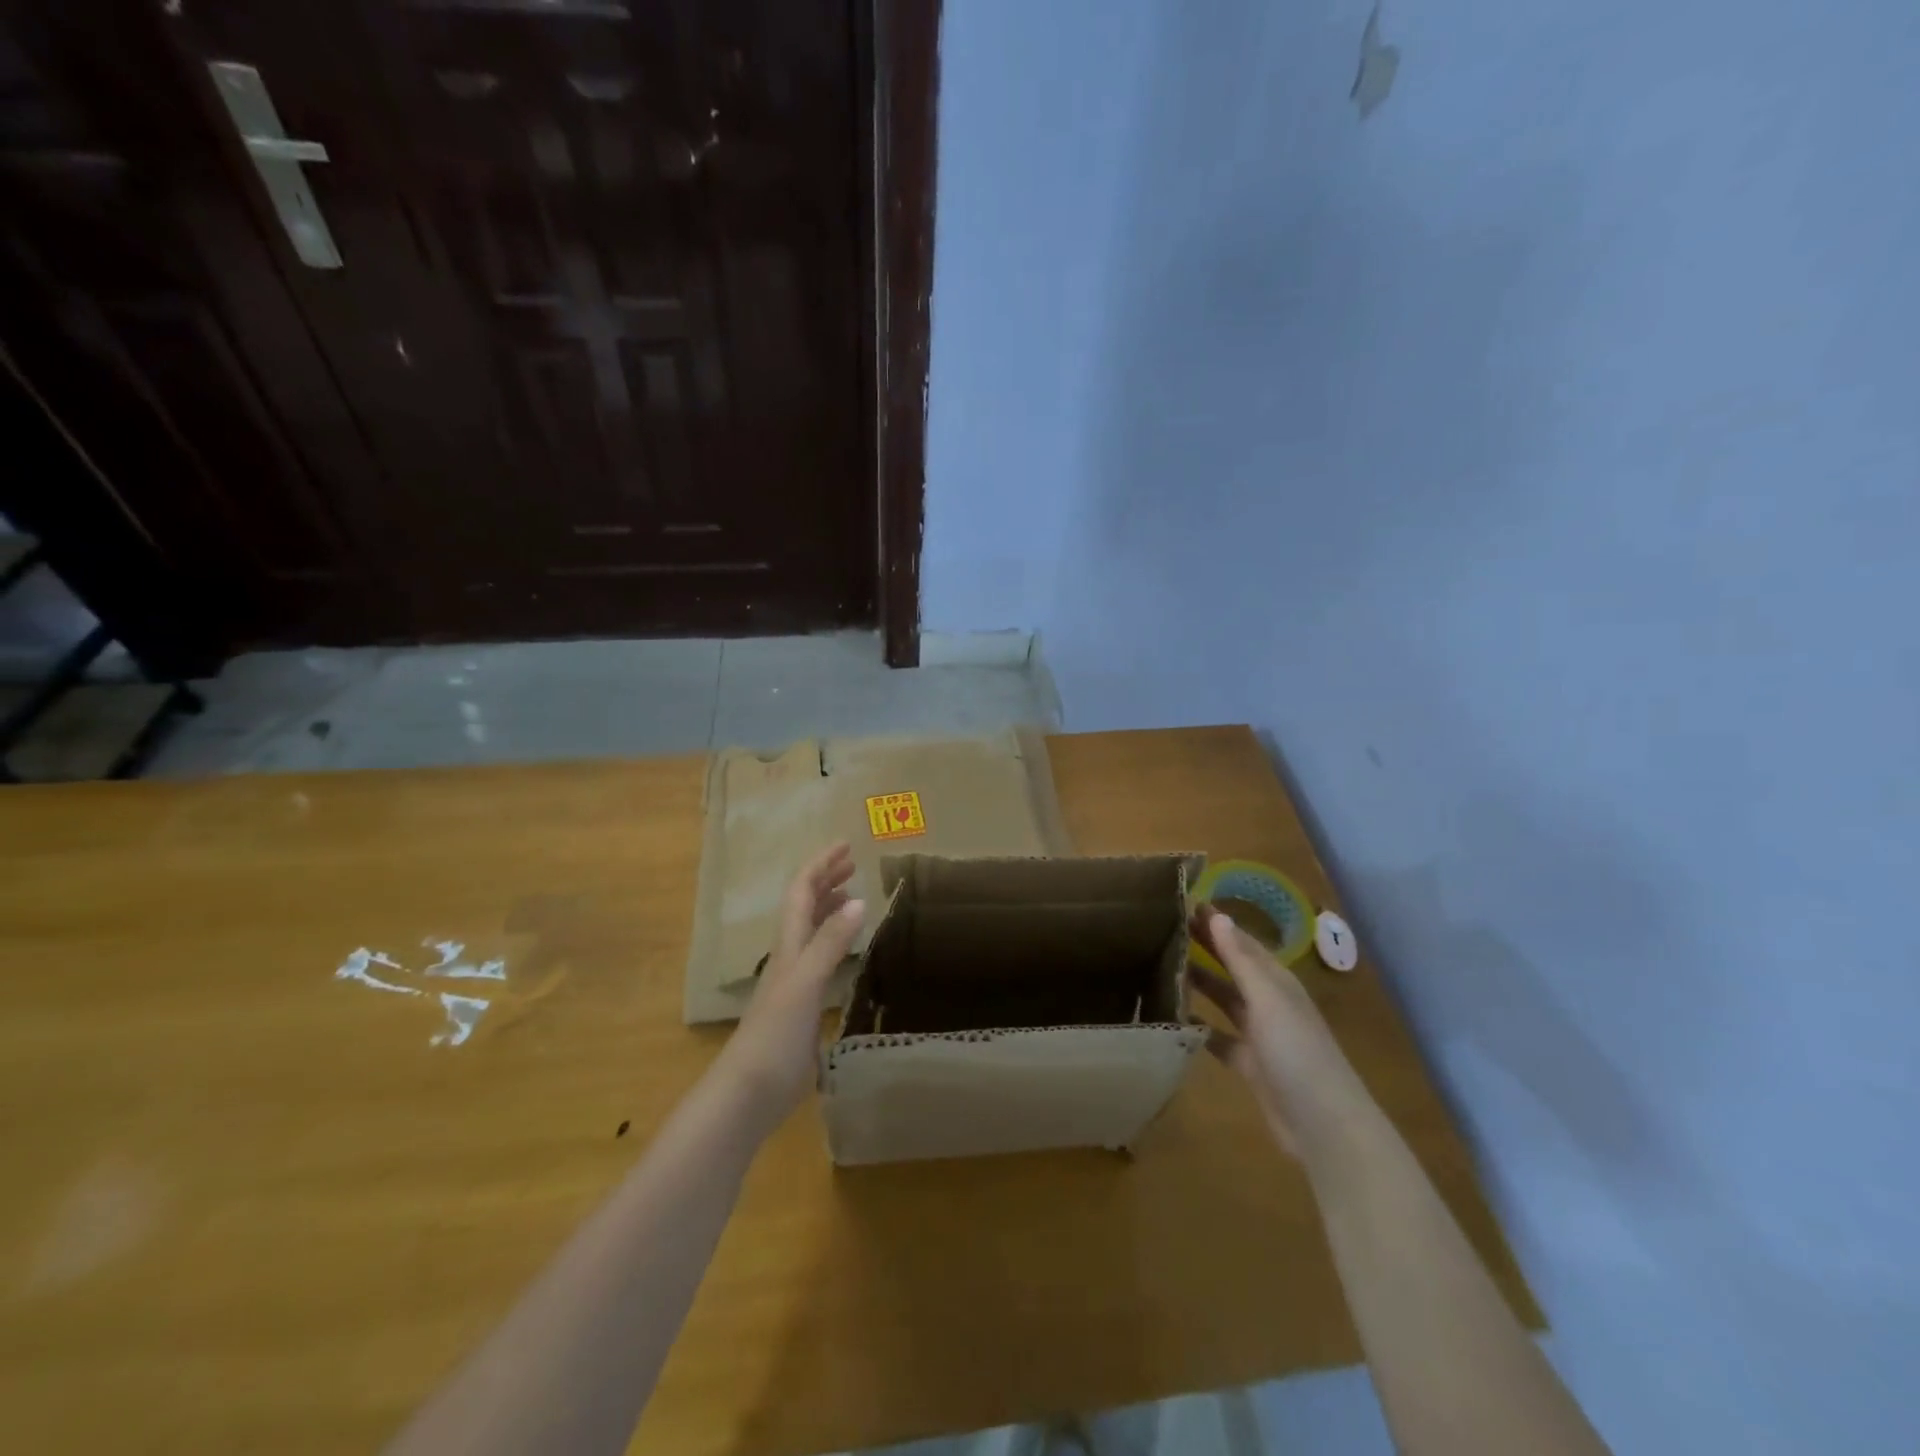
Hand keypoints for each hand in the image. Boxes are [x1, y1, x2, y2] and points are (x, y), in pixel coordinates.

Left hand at [716, 843, 864, 1136]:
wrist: (748, 1093)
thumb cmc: (774, 1035)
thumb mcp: (806, 983)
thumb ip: (830, 942)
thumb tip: (858, 899)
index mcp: (788, 945)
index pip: (802, 892)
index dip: (820, 865)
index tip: (845, 845)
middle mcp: (790, 956)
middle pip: (804, 906)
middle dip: (826, 879)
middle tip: (853, 863)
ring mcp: (794, 982)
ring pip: (811, 931)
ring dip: (828, 906)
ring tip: (851, 894)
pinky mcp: (801, 1006)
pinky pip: (820, 958)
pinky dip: (834, 941)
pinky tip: (846, 951)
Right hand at [1185, 909, 1370, 1154]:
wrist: (1325, 1126)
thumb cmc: (1298, 1053)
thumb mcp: (1268, 1000)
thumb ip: (1241, 960)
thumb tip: (1218, 916)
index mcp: (1277, 982)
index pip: (1242, 941)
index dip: (1217, 923)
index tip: (1186, 901)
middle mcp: (1269, 1003)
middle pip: (1232, 967)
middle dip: (1206, 946)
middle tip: (1166, 926)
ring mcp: (1260, 1035)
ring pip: (1224, 999)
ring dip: (1200, 982)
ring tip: (1162, 965)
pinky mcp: (1250, 1065)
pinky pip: (1219, 1038)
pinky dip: (1200, 1027)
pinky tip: (1175, 1018)